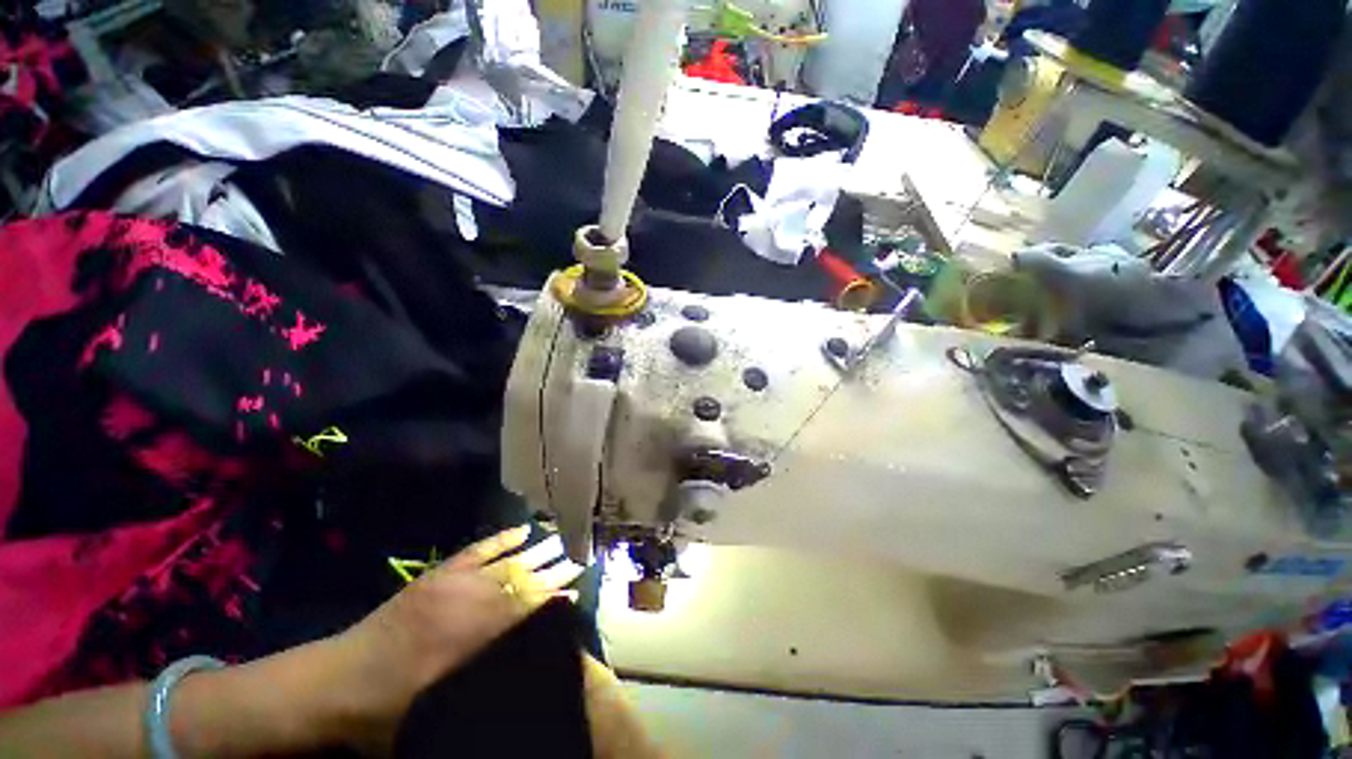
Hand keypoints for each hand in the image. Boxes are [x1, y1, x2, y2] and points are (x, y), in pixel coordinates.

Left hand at [319, 526, 583, 753]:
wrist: (332, 683)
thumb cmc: (384, 711)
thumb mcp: (433, 716)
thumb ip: (478, 686)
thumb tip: (523, 667)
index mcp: (464, 639)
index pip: (520, 612)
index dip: (550, 601)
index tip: (576, 591)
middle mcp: (462, 603)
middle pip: (516, 582)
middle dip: (550, 573)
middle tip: (578, 562)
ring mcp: (448, 584)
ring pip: (501, 563)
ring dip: (533, 553)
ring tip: (560, 542)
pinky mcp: (435, 575)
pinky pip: (475, 551)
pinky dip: (500, 540)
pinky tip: (520, 531)